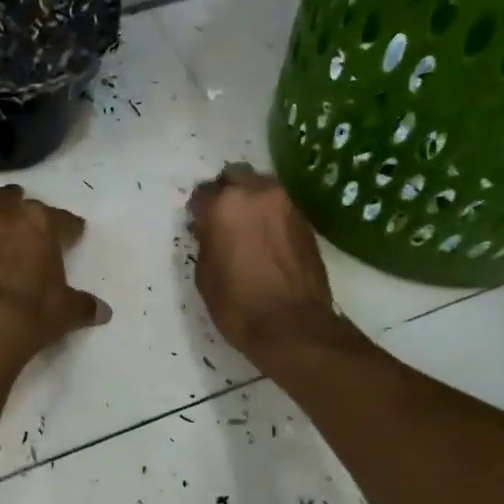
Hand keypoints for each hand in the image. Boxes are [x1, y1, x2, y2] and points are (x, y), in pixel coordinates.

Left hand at [0, 185, 108, 375]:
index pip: (59, 219)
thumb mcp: (67, 311)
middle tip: (20, 209)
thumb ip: (83, 306)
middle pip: (8, 199)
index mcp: (36, 224)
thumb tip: (103, 312)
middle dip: (15, 201)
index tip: (74, 232)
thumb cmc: (33, 311)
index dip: (68, 226)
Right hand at [188, 164, 349, 367]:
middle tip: (222, 218)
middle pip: (237, 177)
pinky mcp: (306, 222)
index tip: (197, 223)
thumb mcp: (205, 274)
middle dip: (227, 192)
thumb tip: (211, 231)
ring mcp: (287, 206)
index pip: (204, 192)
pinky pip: (281, 207)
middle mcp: (258, 194)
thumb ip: (206, 241)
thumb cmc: (238, 304)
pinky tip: (266, 239)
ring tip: (246, 228)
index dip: (198, 208)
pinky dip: (270, 216)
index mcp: (226, 205)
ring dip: (251, 201)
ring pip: (262, 188)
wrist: (293, 326)